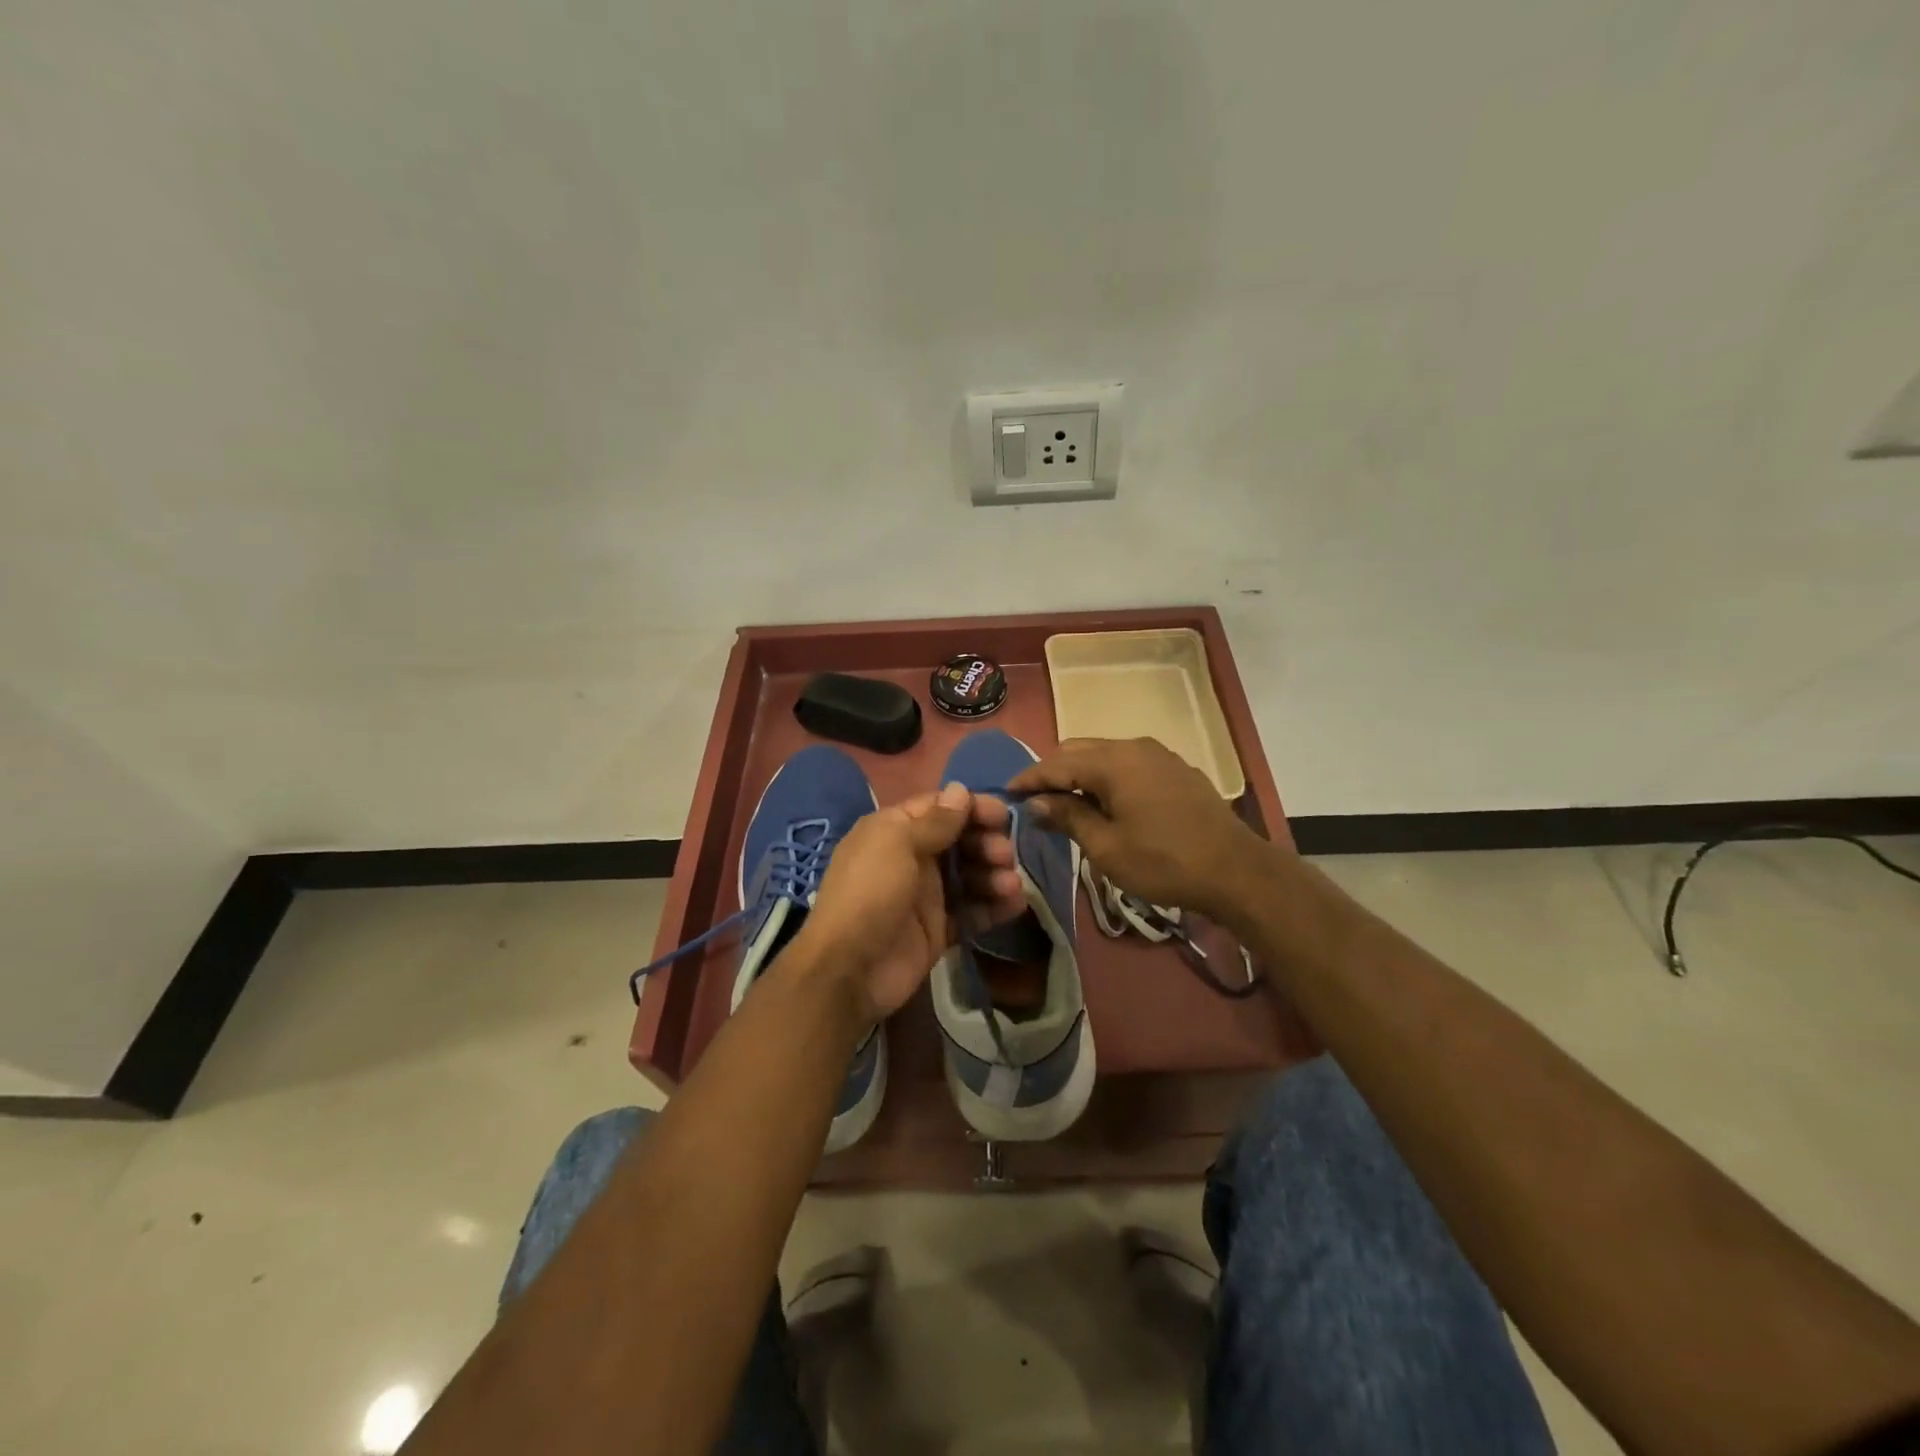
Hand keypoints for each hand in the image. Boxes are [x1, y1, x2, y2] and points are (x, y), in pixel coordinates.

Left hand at [795, 784, 1025, 1018]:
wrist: (849, 970)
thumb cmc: (870, 894)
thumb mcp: (896, 844)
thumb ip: (934, 820)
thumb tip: (960, 789)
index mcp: (895, 831)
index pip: (940, 808)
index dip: (972, 808)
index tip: (1003, 816)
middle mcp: (911, 858)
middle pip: (959, 841)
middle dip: (986, 843)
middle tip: (1003, 855)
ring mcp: (925, 895)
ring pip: (969, 876)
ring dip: (993, 875)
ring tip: (1010, 885)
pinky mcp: (938, 929)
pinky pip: (972, 912)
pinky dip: (994, 907)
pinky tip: (1015, 904)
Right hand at [1009, 737, 1282, 923]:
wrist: (1236, 871)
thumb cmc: (1163, 862)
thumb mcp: (1106, 847)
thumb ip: (1068, 818)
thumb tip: (1037, 803)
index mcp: (1113, 762)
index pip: (1057, 764)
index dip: (1029, 778)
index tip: (1006, 793)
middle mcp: (1134, 747)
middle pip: (1079, 750)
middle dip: (1053, 772)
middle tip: (1034, 800)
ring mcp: (1159, 755)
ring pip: (1105, 755)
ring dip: (1081, 774)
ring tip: (1065, 803)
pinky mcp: (1176, 770)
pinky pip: (1128, 764)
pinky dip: (1107, 777)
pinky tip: (1105, 802)